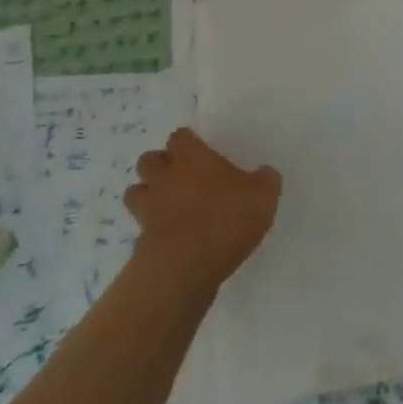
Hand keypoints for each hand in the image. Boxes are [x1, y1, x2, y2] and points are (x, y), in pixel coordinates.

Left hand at [125, 128, 280, 293]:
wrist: (185, 266)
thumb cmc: (226, 219)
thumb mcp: (263, 196)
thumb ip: (265, 180)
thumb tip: (265, 173)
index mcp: (192, 158)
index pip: (180, 136)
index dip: (188, 143)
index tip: (201, 153)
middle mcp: (165, 177)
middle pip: (149, 159)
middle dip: (161, 166)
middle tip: (182, 178)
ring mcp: (148, 208)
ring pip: (136, 191)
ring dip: (148, 195)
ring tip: (169, 206)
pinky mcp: (141, 239)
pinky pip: (140, 226)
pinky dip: (151, 228)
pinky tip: (171, 238)